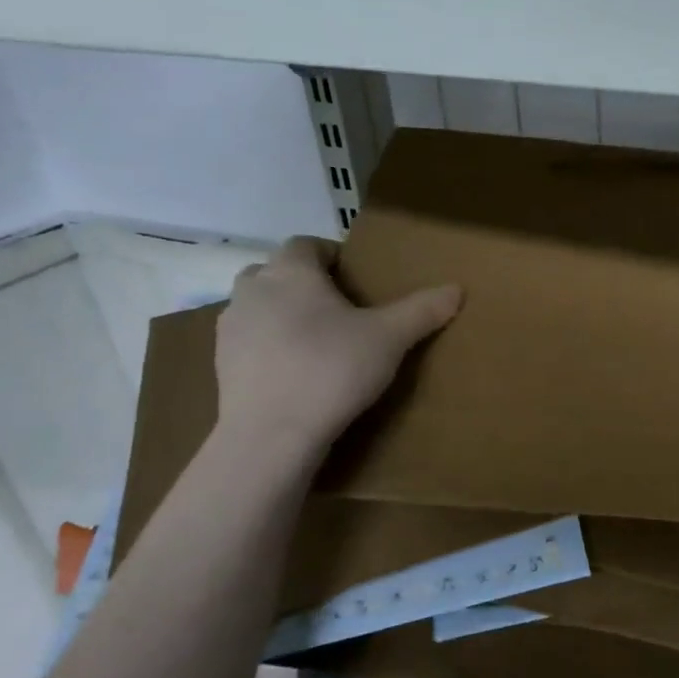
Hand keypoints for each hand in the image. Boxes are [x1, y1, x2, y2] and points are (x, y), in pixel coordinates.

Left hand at [215, 237, 460, 452]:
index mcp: (290, 271)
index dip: (331, 256)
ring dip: (283, 315)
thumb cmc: (332, 370)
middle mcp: (252, 289)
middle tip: (339, 311)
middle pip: (277, 272)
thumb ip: (422, 310)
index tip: (356, 280)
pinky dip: (269, 347)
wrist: (272, 433)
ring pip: (259, 307)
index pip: (306, 244)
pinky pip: (249, 342)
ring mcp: (230, 328)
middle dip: (304, 284)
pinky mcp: (221, 364)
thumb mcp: (390, 338)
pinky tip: (296, 374)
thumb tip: (457, 289)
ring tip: (318, 343)